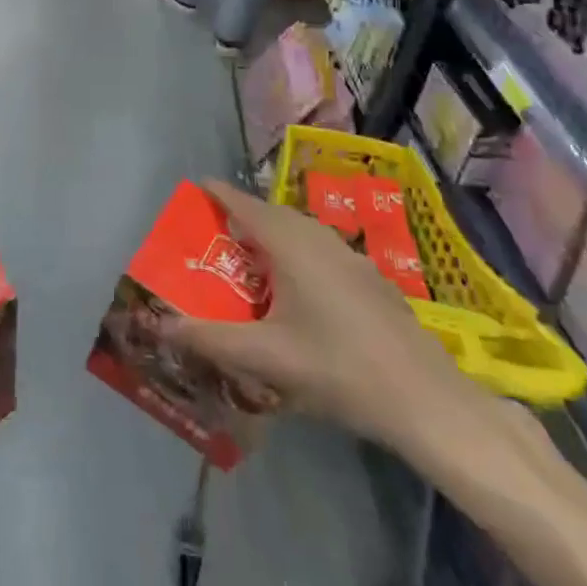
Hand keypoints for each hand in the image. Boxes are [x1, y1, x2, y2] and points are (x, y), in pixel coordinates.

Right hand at [162, 181, 488, 473]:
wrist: (424, 398)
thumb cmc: (337, 369)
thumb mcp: (265, 358)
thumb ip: (210, 339)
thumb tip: (162, 324)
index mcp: (290, 244)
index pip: (244, 204)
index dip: (218, 193)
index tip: (195, 187)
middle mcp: (319, 237)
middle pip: (271, 214)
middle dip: (241, 217)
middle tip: (214, 234)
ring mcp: (349, 255)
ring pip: (299, 231)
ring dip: (271, 236)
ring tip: (250, 260)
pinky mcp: (368, 277)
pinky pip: (320, 249)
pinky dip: (296, 253)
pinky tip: (297, 291)